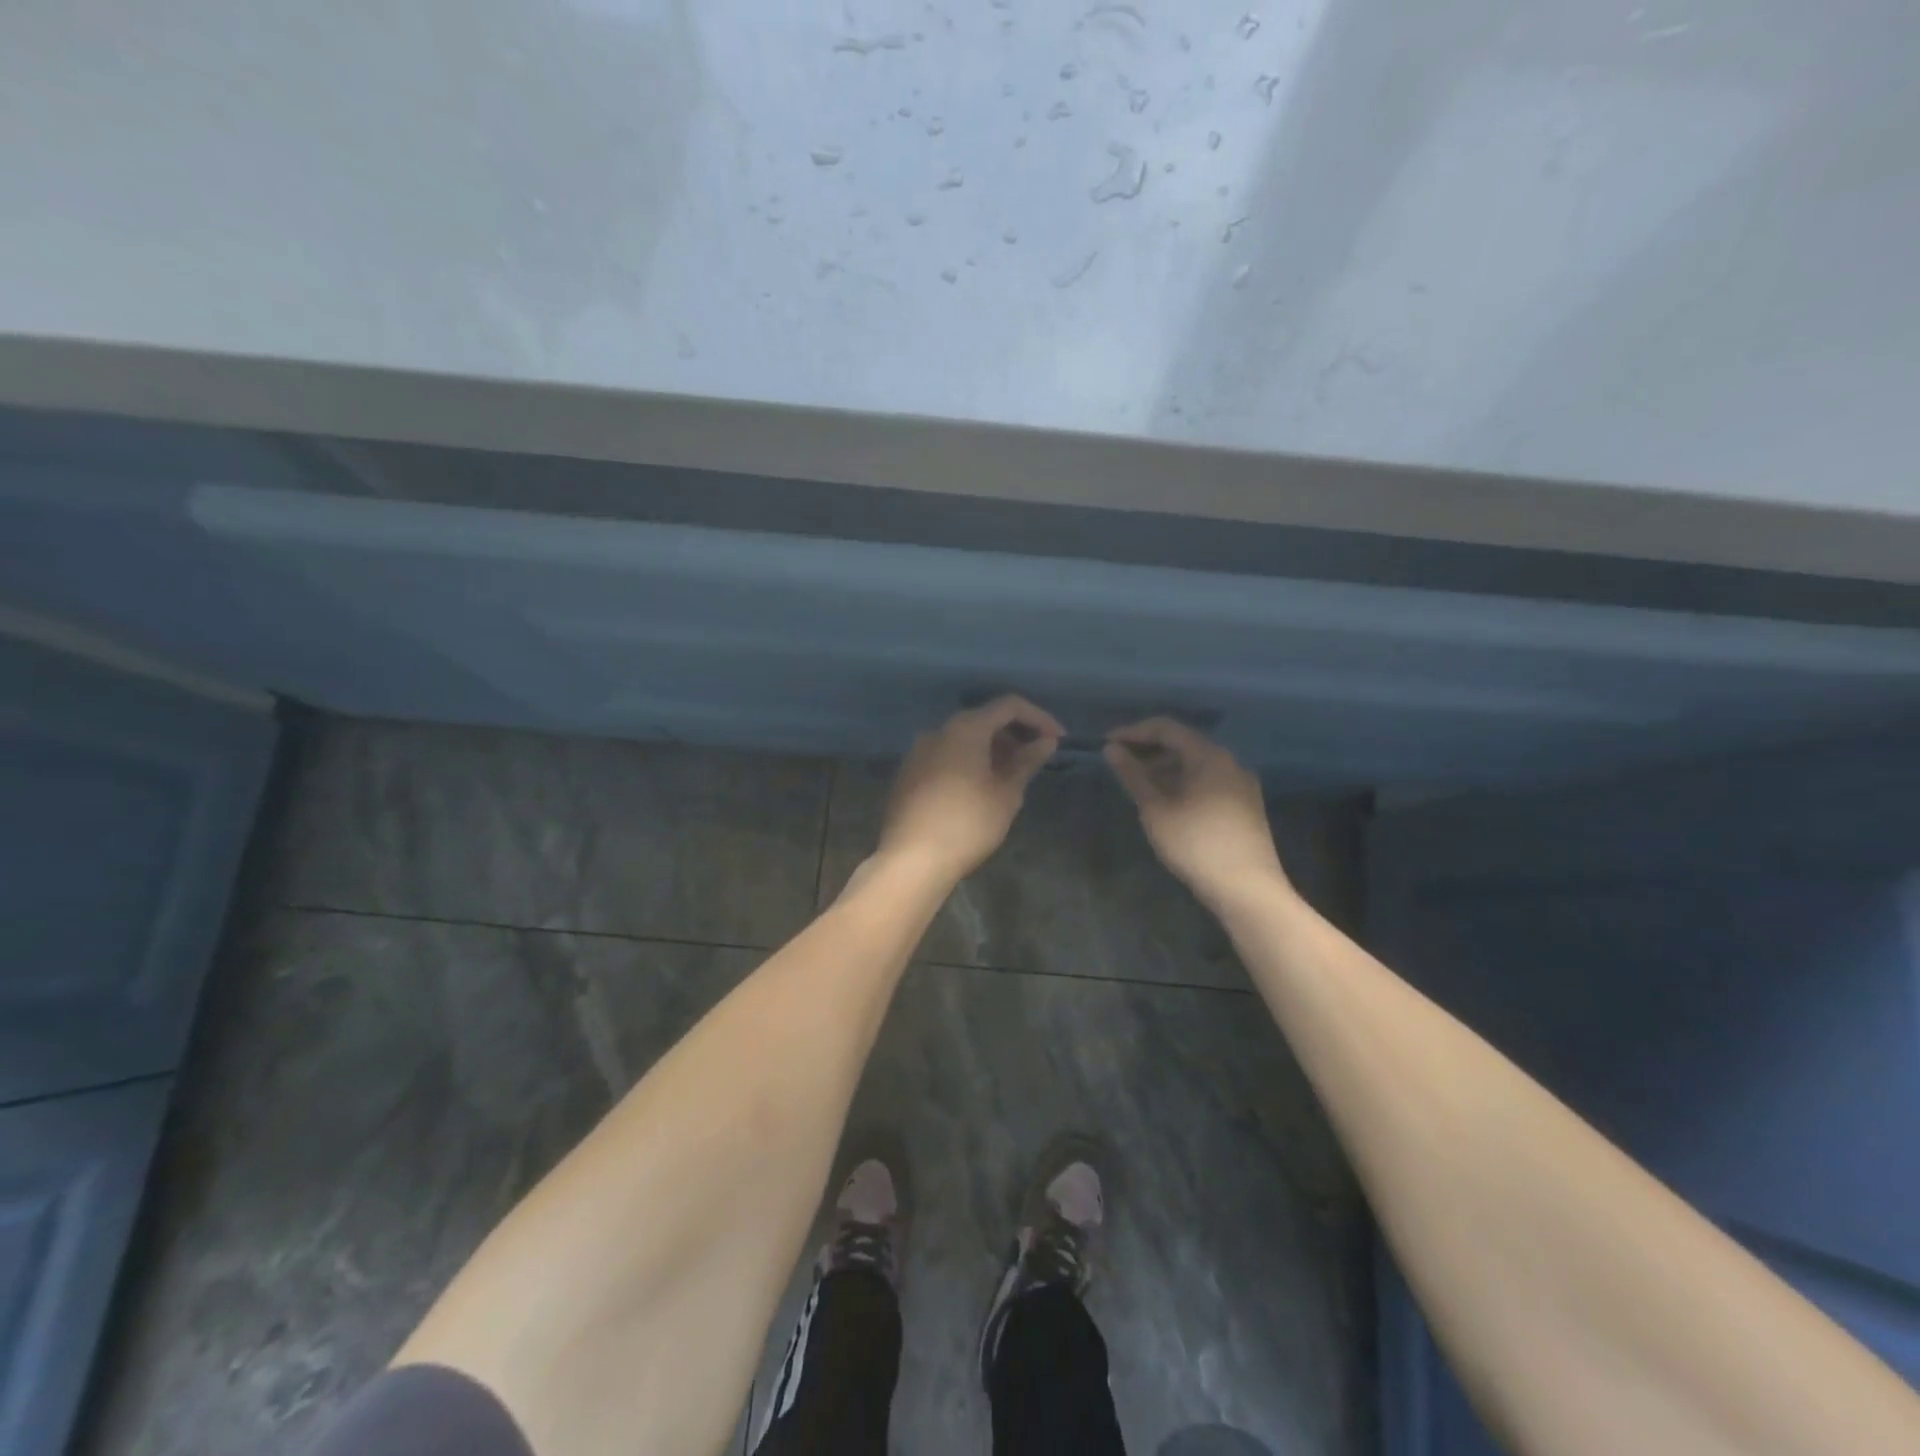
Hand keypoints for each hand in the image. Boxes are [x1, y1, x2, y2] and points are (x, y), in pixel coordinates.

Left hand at [876, 696, 1063, 882]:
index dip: (1039, 718)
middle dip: (1014, 735)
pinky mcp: (908, 774)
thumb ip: (1027, 762)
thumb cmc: (968, 824)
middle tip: (1036, 759)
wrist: (911, 859)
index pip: (1009, 706)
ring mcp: (918, 752)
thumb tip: (1045, 742)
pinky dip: (969, 762)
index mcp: (965, 729)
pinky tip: (980, 789)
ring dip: (991, 750)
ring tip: (1011, 777)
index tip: (1058, 740)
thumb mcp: (1006, 794)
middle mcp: (938, 731)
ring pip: (963, 740)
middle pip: (983, 720)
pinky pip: (946, 757)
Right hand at [1104, 719, 1288, 907]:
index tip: (1107, 744)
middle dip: (1149, 751)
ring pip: (1196, 765)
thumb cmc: (1195, 844)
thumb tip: (1111, 749)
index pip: (1166, 728)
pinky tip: (1167, 803)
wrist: (1247, 889)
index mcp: (1209, 756)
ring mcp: (1241, 784)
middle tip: (1120, 765)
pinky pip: (1208, 781)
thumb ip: (1133, 775)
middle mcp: (1229, 762)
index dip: (1134, 732)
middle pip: (1184, 744)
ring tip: (1139, 786)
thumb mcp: (1156, 809)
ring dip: (1165, 768)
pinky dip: (1183, 783)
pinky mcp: (1245, 806)